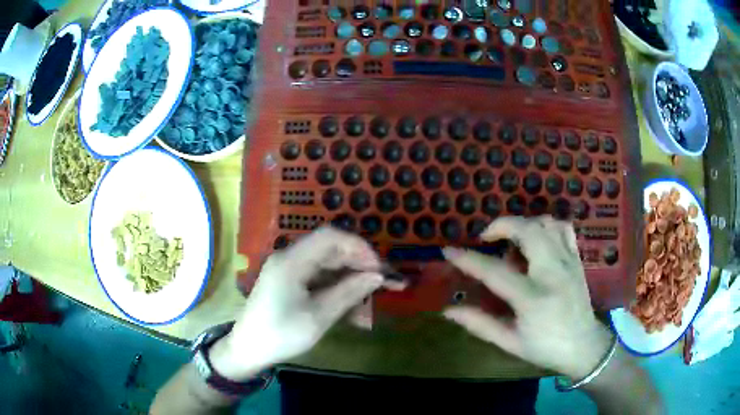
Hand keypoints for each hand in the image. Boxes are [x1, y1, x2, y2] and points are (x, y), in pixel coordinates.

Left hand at [212, 227, 384, 380]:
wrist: (248, 349)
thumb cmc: (280, 335)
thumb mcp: (318, 317)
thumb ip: (348, 293)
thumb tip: (377, 276)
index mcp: (292, 261)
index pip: (331, 237)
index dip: (359, 247)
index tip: (379, 268)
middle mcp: (289, 258)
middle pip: (330, 249)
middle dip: (358, 264)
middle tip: (382, 283)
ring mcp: (288, 269)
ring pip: (327, 264)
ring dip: (350, 278)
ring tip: (369, 299)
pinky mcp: (289, 281)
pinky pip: (319, 277)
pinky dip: (337, 288)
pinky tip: (352, 307)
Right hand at [443, 216, 612, 379]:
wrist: (584, 346)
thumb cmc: (545, 348)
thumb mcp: (510, 342)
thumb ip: (479, 324)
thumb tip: (449, 310)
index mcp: (533, 299)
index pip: (495, 271)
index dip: (468, 259)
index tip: (448, 250)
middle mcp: (552, 273)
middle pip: (527, 231)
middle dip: (501, 225)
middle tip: (486, 237)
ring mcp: (568, 262)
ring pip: (546, 223)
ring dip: (523, 223)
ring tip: (511, 238)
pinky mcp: (577, 259)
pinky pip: (563, 228)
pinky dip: (546, 225)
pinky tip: (537, 237)